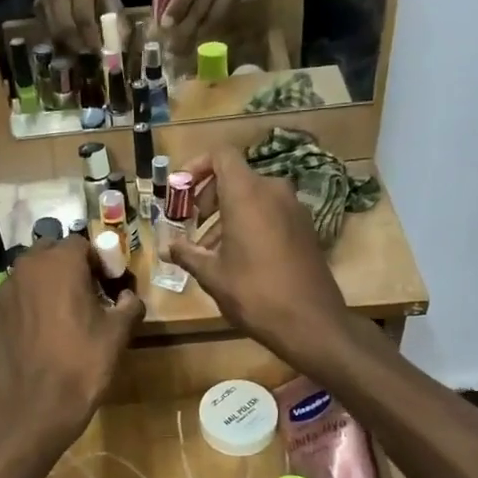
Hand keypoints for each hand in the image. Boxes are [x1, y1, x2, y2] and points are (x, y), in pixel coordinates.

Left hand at [0, 239, 143, 477]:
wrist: (38, 407)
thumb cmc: (84, 363)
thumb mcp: (119, 332)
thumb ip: (130, 304)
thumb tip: (128, 296)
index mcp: (60, 262)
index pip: (82, 244)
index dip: (99, 261)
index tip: (110, 284)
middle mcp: (27, 267)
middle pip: (52, 253)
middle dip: (71, 267)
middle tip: (89, 295)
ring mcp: (5, 291)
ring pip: (32, 275)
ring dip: (49, 284)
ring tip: (65, 314)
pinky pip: (17, 299)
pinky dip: (31, 306)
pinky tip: (43, 333)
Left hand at [162, 0, 252, 58]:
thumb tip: (160, 15)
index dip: (178, 5)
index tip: (166, 24)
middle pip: (203, 3)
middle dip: (186, 26)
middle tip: (172, 45)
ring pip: (216, 14)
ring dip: (198, 32)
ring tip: (184, 45)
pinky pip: (224, 16)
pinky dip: (209, 28)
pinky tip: (199, 35)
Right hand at [169, 147, 349, 371]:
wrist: (311, 322)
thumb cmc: (254, 293)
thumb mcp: (212, 274)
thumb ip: (186, 253)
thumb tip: (167, 246)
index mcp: (247, 193)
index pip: (221, 155)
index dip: (197, 167)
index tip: (181, 192)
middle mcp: (274, 191)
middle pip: (235, 177)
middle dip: (208, 197)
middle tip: (190, 225)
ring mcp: (294, 209)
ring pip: (252, 198)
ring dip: (227, 215)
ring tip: (208, 250)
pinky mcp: (305, 227)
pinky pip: (270, 213)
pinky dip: (249, 224)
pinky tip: (236, 258)